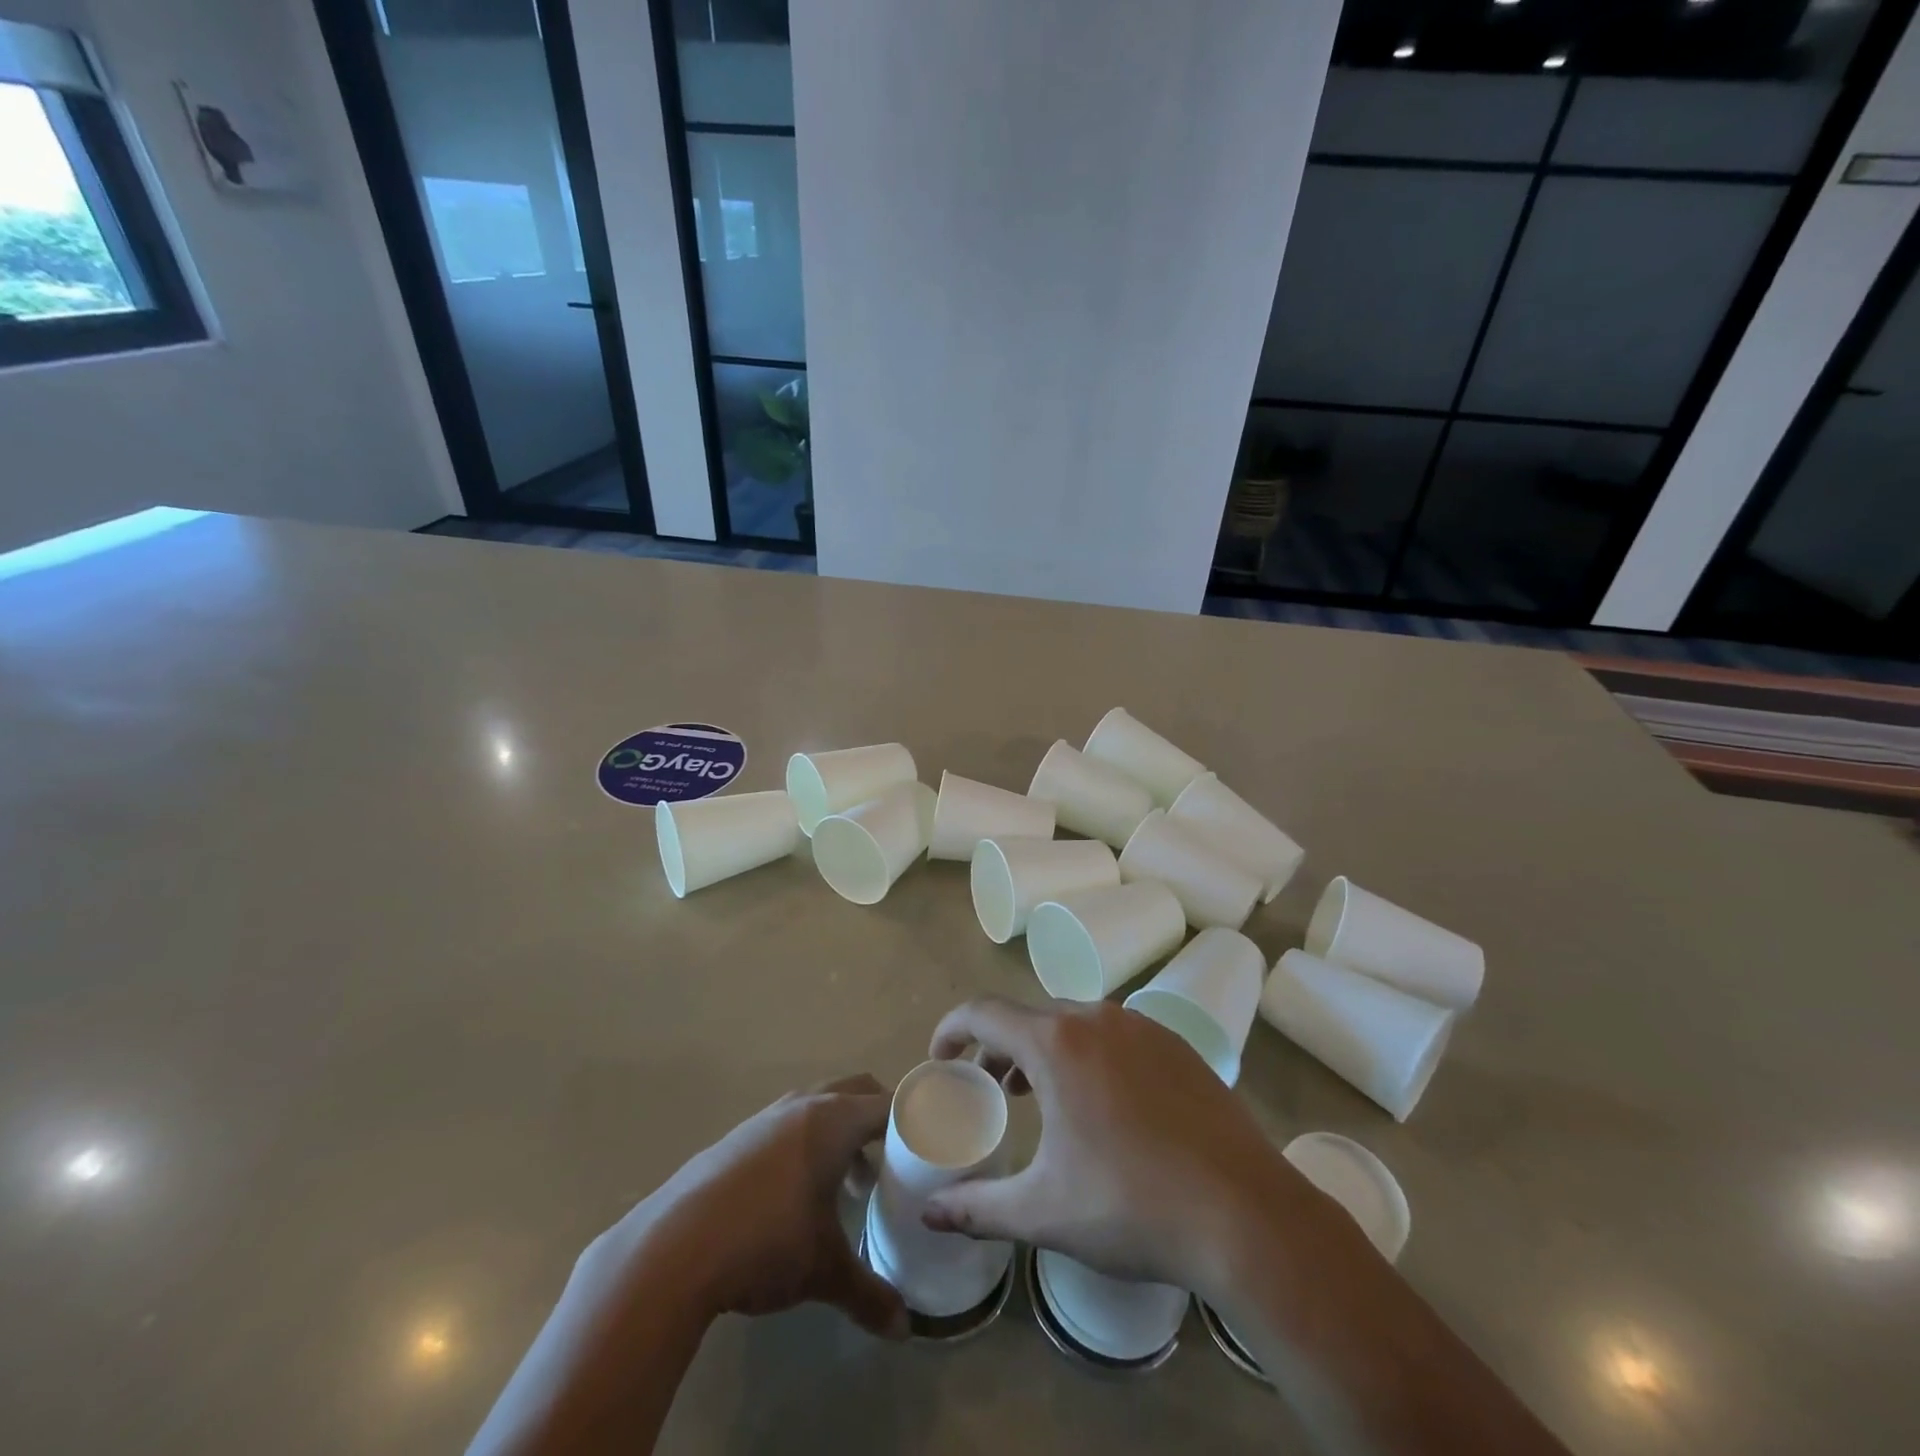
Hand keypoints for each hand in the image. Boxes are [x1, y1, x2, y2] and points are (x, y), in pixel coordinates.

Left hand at [621, 1074, 908, 1339]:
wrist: (673, 1248)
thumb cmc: (766, 1243)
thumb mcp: (824, 1271)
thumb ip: (869, 1295)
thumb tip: (904, 1330)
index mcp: (834, 1120)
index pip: (889, 1103)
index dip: (915, 1121)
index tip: (933, 1144)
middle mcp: (803, 1106)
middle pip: (856, 1091)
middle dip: (879, 1119)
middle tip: (896, 1160)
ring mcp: (766, 1117)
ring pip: (819, 1106)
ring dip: (841, 1133)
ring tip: (849, 1184)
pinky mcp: (737, 1137)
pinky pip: (788, 1124)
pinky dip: (807, 1144)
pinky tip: (797, 1194)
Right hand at [921, 998, 1338, 1301]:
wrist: (1247, 1216)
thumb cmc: (1132, 1206)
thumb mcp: (1043, 1211)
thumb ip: (977, 1208)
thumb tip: (929, 1213)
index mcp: (1056, 1043)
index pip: (983, 1012)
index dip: (952, 1029)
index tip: (941, 1058)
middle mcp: (1098, 1018)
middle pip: (1030, 1016)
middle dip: (999, 1046)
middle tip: (991, 1088)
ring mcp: (1144, 1027)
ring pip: (1075, 1023)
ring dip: (1046, 1049)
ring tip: (1039, 1095)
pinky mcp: (1178, 1047)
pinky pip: (1116, 1035)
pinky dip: (1089, 1054)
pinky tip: (1103, 1104)